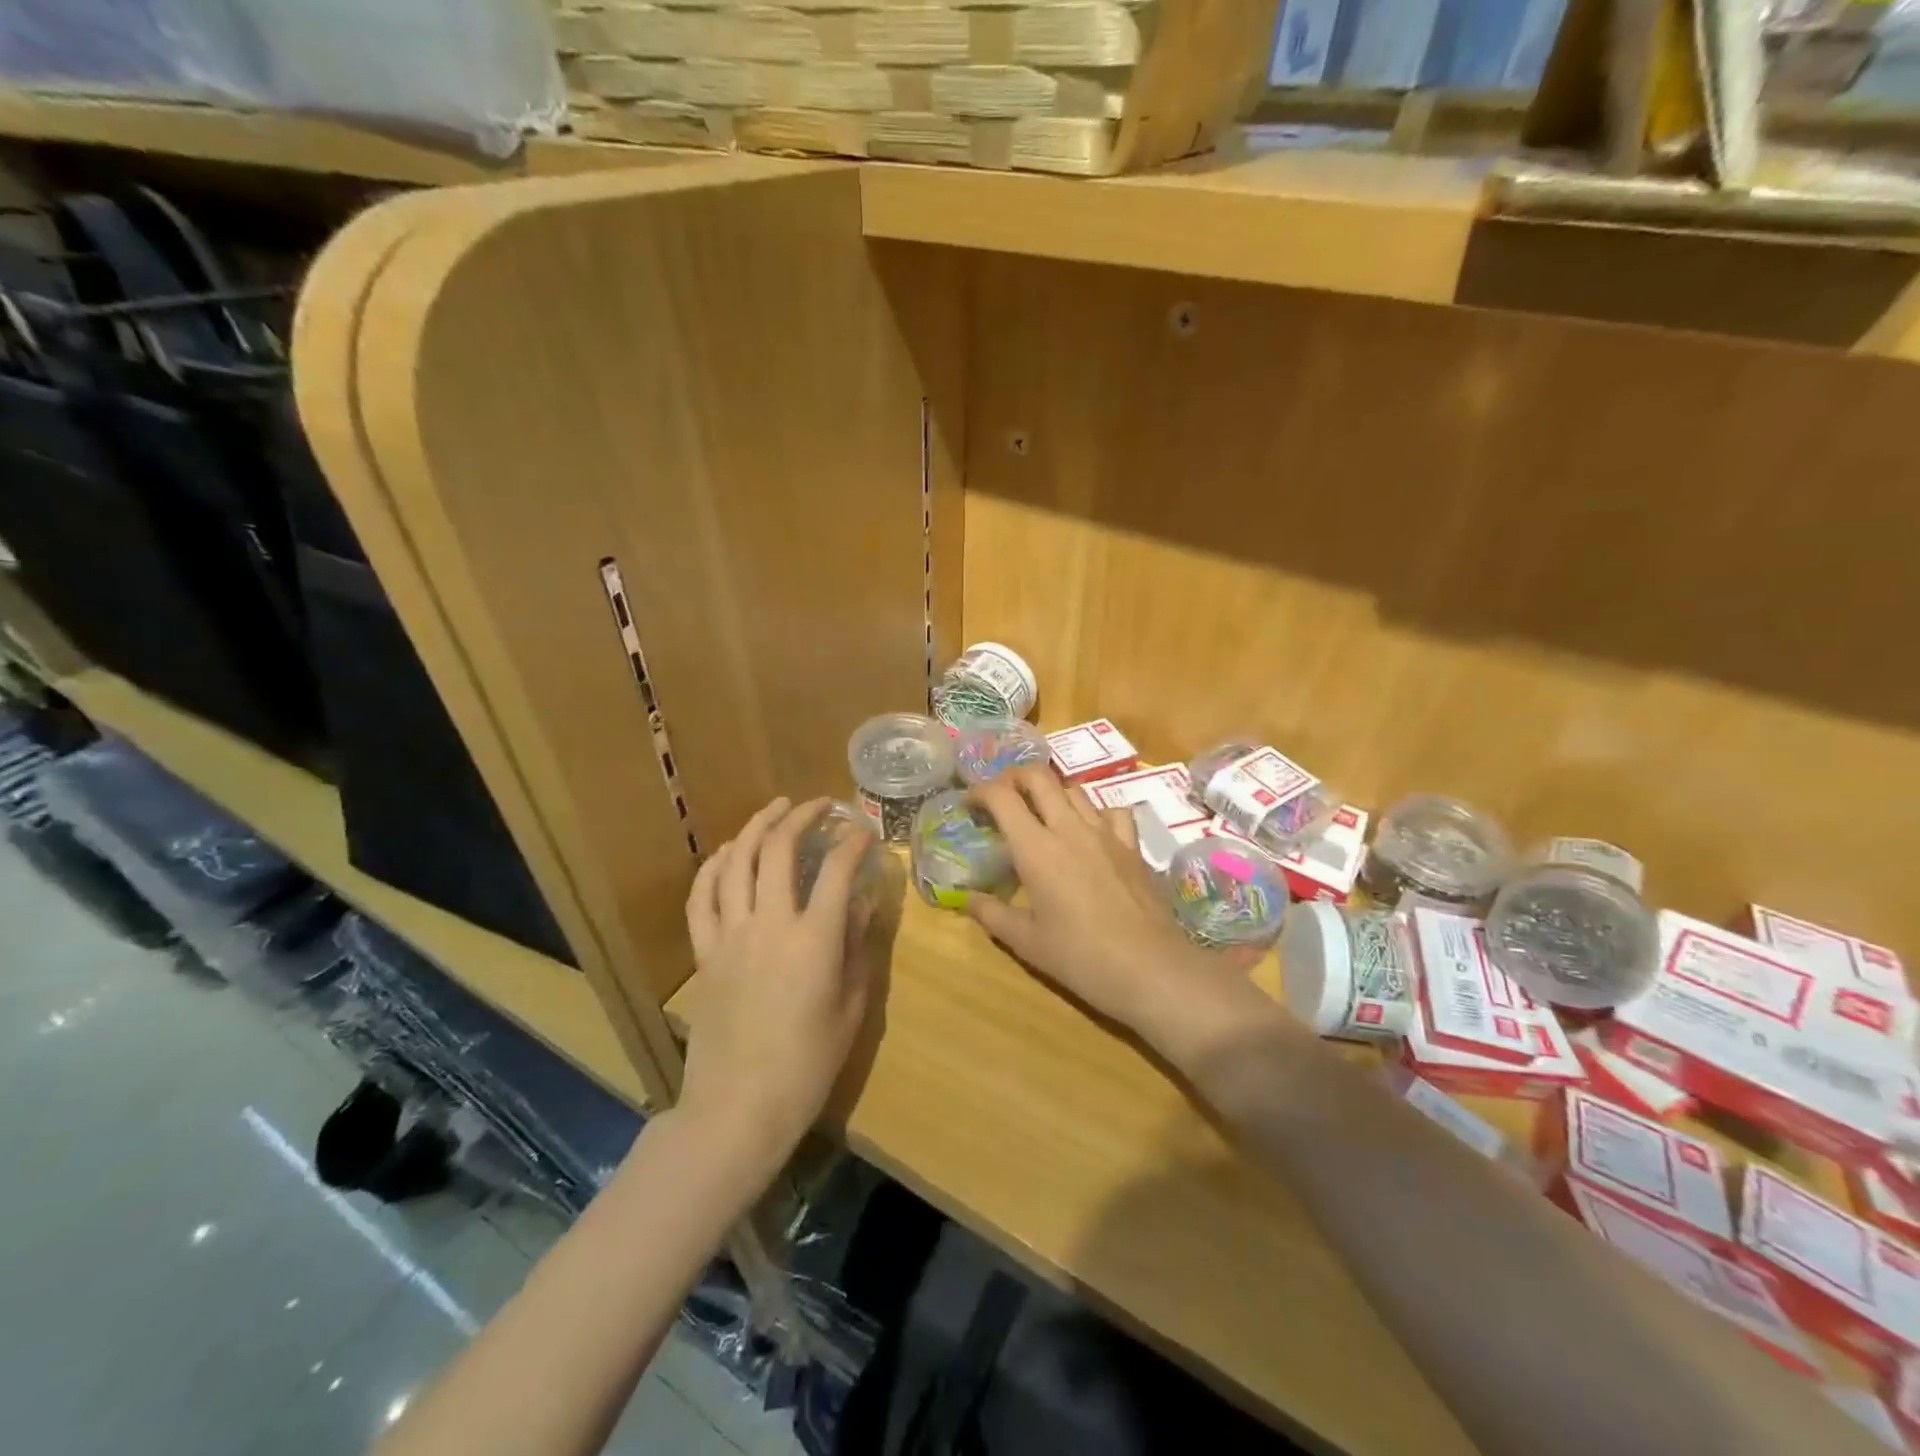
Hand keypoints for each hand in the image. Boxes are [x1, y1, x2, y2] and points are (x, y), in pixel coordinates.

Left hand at [679, 797, 875, 1173]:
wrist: (738, 1108)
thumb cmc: (807, 1066)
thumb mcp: (850, 1008)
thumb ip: (857, 948)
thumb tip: (861, 902)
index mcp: (814, 940)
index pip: (837, 870)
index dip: (854, 842)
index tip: (865, 831)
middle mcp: (769, 924)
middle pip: (779, 850)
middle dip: (803, 817)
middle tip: (820, 805)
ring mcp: (730, 935)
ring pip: (737, 861)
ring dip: (757, 826)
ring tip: (775, 809)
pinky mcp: (704, 952)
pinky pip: (702, 897)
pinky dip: (714, 866)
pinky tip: (726, 852)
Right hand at [967, 767, 1247, 1049]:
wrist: (1150, 968)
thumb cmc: (1081, 957)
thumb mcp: (1027, 942)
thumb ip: (992, 915)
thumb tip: (967, 898)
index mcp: (1036, 848)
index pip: (1002, 796)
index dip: (981, 791)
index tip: (970, 804)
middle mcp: (1069, 828)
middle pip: (1039, 777)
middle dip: (1013, 777)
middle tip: (1002, 797)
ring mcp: (1106, 833)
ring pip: (1074, 789)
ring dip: (1051, 792)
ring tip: (1041, 813)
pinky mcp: (1132, 845)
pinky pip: (1112, 810)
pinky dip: (1095, 811)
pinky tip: (1090, 830)